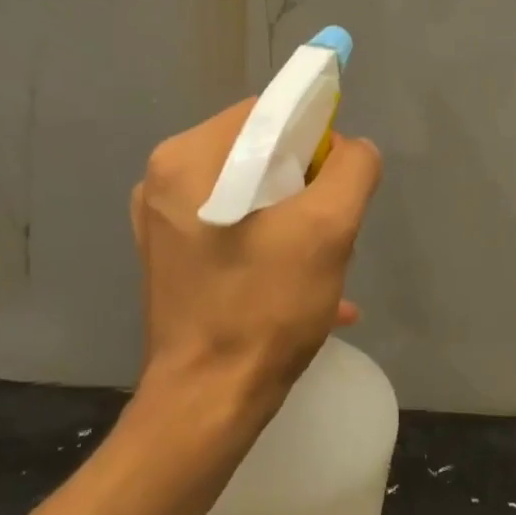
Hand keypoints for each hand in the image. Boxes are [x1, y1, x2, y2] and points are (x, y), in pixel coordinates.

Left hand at [130, 99, 380, 414]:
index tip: (338, 183)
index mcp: (188, 159)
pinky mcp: (172, 260)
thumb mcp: (328, 229)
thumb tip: (352, 149)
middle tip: (331, 231)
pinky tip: (308, 288)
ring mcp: (163, 224)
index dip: (316, 137)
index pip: (268, 113)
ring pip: (252, 195)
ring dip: (296, 220)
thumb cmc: (265, 308)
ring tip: (323, 264)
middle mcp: (165, 181)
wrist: (209, 402)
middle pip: (259, 154)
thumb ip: (352, 169)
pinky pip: (235, 230)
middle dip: (307, 186)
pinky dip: (274, 247)